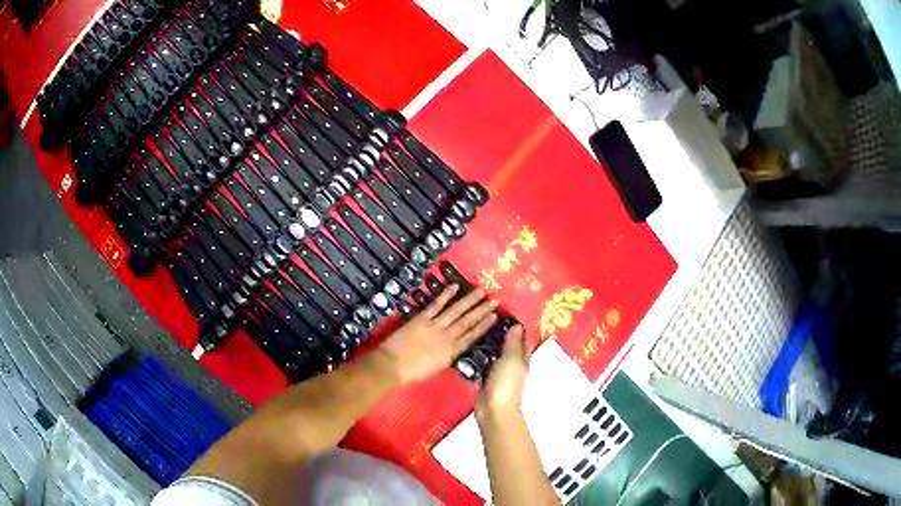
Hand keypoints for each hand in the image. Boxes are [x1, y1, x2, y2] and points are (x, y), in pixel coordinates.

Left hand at [377, 285, 499, 384]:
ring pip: (456, 311)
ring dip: (470, 300)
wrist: (392, 366)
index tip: (496, 316)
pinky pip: (436, 305)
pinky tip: (455, 286)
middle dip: (483, 310)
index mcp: (452, 352)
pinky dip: (446, 295)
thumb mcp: (438, 368)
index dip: (485, 325)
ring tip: (482, 291)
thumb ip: (449, 355)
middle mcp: (447, 337)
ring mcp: (434, 326)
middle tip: (495, 300)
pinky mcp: (421, 318)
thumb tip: (458, 345)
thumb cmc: (413, 372)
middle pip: (468, 321)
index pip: (472, 336)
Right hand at [476, 325, 529, 419]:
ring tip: (475, 327)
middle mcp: (512, 363)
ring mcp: (498, 371)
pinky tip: (467, 346)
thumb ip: (513, 343)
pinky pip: (481, 363)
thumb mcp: (512, 359)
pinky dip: (477, 355)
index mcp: (522, 358)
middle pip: (508, 344)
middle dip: (500, 332)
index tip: (506, 311)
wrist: (493, 408)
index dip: (518, 326)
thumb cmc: (506, 382)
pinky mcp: (485, 377)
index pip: (523, 338)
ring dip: (487, 343)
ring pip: (494, 353)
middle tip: (485, 316)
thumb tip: (517, 325)